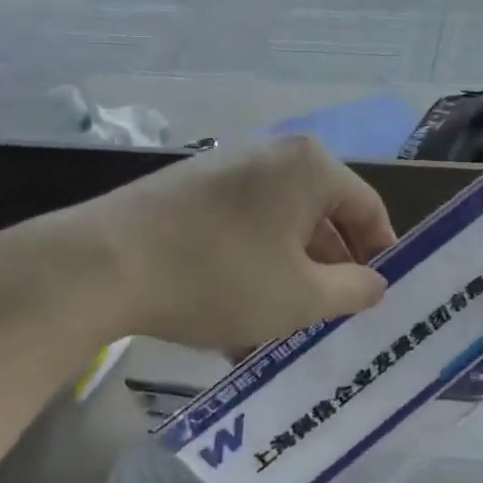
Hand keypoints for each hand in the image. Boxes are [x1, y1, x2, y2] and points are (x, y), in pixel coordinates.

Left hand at [0, 136, 396, 355]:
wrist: (103, 265)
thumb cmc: (221, 276)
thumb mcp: (301, 297)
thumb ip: (353, 290)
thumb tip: (375, 282)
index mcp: (310, 167)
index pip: (368, 209)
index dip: (379, 255)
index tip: (375, 299)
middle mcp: (272, 155)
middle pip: (321, 217)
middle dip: (329, 270)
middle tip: (330, 317)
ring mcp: (226, 169)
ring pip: (278, 227)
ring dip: (288, 274)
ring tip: (281, 326)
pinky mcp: (189, 190)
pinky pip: (240, 227)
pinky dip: (250, 265)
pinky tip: (235, 314)